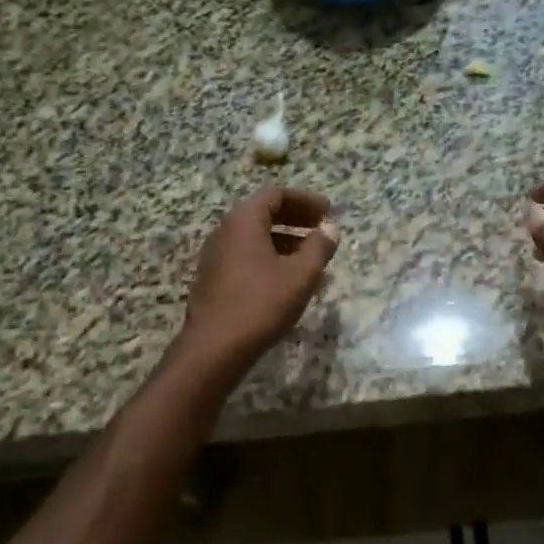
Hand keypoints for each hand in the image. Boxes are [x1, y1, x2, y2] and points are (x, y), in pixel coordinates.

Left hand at [180, 187, 338, 375]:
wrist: (214, 348)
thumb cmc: (261, 304)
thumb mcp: (300, 275)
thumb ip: (318, 247)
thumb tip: (330, 229)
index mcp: (243, 221)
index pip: (276, 195)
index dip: (305, 201)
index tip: (328, 211)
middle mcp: (225, 231)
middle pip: (264, 214)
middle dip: (296, 219)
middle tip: (322, 229)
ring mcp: (215, 256)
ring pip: (256, 238)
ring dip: (286, 242)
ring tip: (312, 259)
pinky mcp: (214, 279)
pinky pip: (247, 257)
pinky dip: (271, 258)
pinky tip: (289, 281)